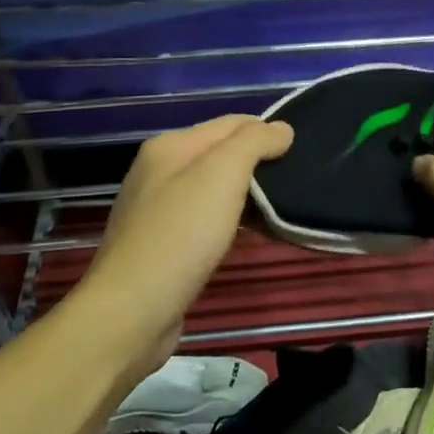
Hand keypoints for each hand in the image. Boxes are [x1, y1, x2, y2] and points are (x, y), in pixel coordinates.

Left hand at [78, 115, 292, 368]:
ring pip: (214, 188)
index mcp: (169, 146)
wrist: (132, 310)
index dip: (267, 133)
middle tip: (294, 183)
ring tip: (279, 210)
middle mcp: (159, 171)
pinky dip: (229, 220)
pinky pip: (205, 218)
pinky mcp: (161, 244)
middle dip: (258, 163)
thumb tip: (282, 128)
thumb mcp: (222, 175)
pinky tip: (246, 235)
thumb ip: (254, 142)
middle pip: (221, 154)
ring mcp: (156, 209)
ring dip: (246, 194)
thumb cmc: (181, 234)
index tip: (301, 154)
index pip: (231, 123)